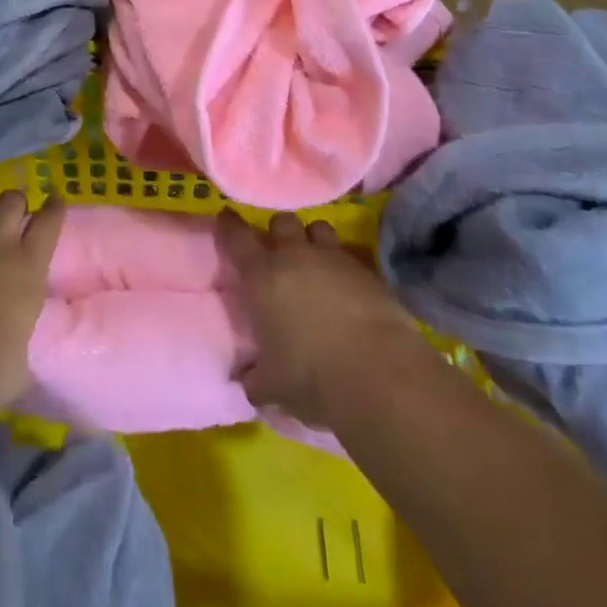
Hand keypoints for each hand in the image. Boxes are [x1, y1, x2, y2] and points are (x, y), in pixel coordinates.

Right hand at [219, 208, 430, 428]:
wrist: (379, 375)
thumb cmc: (313, 378)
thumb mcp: (274, 388)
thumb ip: (257, 379)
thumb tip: (249, 381)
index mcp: (261, 277)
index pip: (236, 236)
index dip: (229, 224)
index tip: (226, 218)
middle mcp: (294, 256)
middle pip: (282, 221)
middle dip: (279, 232)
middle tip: (280, 252)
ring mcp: (333, 258)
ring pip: (318, 228)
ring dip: (313, 240)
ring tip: (316, 262)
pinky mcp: (367, 270)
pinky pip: (350, 255)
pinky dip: (345, 266)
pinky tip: (349, 288)